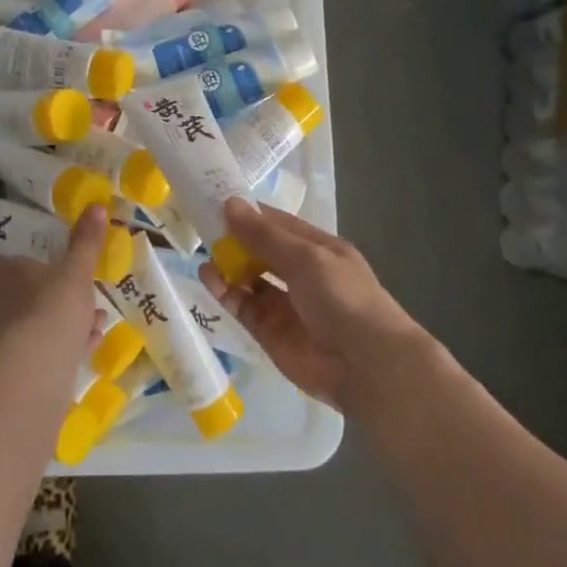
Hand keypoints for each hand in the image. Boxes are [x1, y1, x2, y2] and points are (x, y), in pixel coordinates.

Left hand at [0, 205, 107, 348]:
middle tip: (71, 296)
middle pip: (11, 298)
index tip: (24, 268)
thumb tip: (97, 207)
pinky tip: (89, 344)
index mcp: (0, 276)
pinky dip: (64, 346)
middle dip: (43, 297)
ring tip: (93, 321)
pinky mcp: (16, 369)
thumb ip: (86, 241)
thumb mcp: (77, 269)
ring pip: (31, 325)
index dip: (0, 267)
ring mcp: (1, 340)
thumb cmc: (53, 302)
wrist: (39, 362)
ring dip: (59, 323)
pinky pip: (41, 351)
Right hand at [199, 199, 435, 415]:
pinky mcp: (271, 333)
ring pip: (250, 279)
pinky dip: (226, 293)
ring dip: (228, 266)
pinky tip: (209, 278)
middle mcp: (302, 274)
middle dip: (235, 240)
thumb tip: (230, 204)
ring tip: (203, 253)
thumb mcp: (305, 258)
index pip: (278, 224)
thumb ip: (264, 236)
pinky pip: (244, 307)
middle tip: (200, 226)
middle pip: (262, 251)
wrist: (366, 366)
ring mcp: (286, 305)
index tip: (216, 201)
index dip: (250, 214)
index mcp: (319, 249)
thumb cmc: (342, 298)